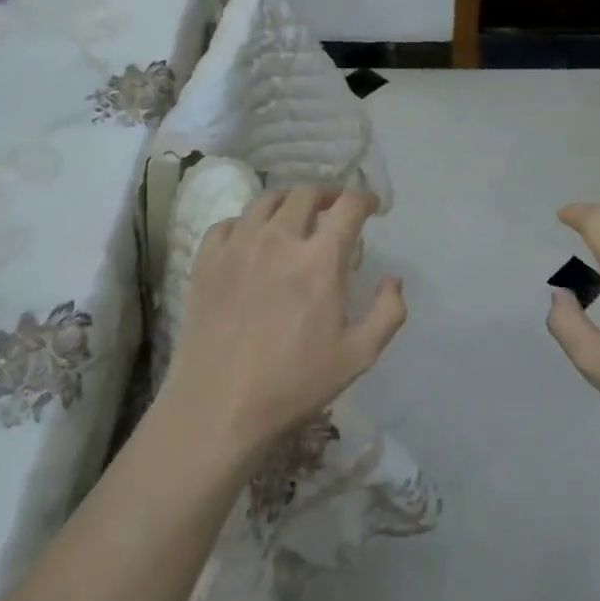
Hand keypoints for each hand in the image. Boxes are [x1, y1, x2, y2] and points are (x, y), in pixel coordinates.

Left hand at [162, 186, 405, 462]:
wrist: (219, 407)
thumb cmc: (294, 383)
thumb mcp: (358, 355)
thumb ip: (387, 312)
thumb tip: (393, 279)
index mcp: (319, 259)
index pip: (348, 206)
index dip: (365, 198)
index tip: (371, 207)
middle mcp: (278, 239)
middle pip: (306, 193)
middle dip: (327, 195)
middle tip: (334, 210)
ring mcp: (237, 246)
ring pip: (266, 200)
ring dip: (288, 203)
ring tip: (294, 220)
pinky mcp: (206, 260)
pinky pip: (229, 222)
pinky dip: (248, 223)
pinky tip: (252, 241)